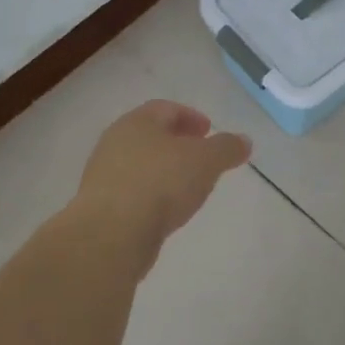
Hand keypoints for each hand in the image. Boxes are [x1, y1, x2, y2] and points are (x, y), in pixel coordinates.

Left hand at [72, 100, 251, 274]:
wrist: (111, 235)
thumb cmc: (161, 184)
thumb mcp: (206, 161)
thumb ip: (227, 148)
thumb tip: (244, 141)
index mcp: (137, 122)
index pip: (166, 108)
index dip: (190, 116)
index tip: (209, 131)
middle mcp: (115, 142)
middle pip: (151, 135)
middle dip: (178, 143)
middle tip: (201, 156)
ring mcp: (103, 175)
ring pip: (141, 164)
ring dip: (164, 170)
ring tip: (188, 186)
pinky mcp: (100, 207)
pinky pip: (132, 191)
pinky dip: (152, 193)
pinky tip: (167, 210)